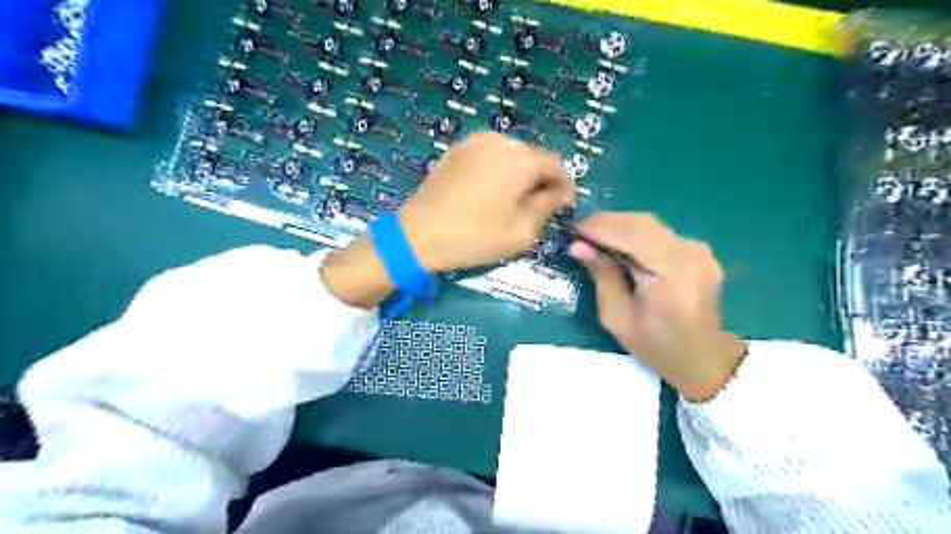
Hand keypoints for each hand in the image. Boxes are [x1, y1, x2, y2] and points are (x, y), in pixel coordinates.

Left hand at [394, 130, 571, 270]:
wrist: (419, 234)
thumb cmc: (475, 236)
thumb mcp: (521, 231)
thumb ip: (547, 207)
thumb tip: (560, 193)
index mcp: (521, 159)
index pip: (556, 165)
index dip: (565, 186)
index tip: (564, 206)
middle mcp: (501, 141)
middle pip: (533, 157)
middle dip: (541, 179)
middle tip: (539, 206)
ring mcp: (475, 142)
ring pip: (510, 154)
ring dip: (519, 173)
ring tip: (513, 199)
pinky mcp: (456, 150)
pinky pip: (488, 155)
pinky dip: (497, 169)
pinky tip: (489, 191)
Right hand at [566, 213, 746, 399]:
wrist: (703, 357)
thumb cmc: (656, 346)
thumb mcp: (617, 318)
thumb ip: (602, 277)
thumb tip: (578, 246)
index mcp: (672, 274)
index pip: (631, 234)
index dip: (599, 227)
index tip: (571, 231)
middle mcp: (689, 253)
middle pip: (640, 222)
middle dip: (605, 222)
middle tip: (578, 233)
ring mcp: (698, 248)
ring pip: (649, 223)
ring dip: (618, 226)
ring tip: (592, 237)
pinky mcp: (698, 249)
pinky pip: (659, 232)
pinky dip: (633, 233)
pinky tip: (617, 244)